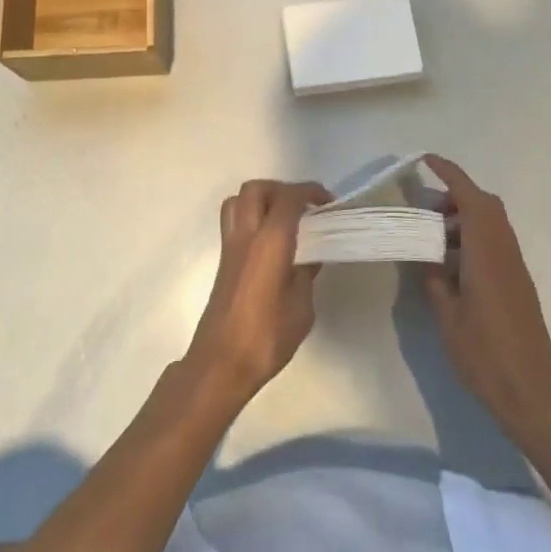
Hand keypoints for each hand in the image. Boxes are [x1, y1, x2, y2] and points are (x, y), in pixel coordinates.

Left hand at [184, 180, 329, 406]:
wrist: (221, 362)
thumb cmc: (266, 337)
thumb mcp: (301, 309)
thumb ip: (306, 274)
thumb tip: (309, 257)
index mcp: (269, 241)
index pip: (288, 198)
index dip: (309, 193)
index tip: (328, 202)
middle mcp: (246, 234)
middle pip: (257, 189)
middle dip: (282, 189)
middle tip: (304, 207)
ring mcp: (230, 245)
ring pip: (240, 200)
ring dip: (263, 199)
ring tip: (285, 218)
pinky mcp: (224, 259)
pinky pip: (234, 220)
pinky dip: (252, 217)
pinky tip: (271, 242)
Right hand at [419, 155, 550, 441]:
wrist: (532, 394)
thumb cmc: (485, 355)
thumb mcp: (447, 317)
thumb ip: (434, 279)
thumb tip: (427, 256)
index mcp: (485, 253)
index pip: (469, 199)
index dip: (450, 174)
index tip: (427, 160)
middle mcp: (504, 252)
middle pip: (485, 205)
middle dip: (456, 194)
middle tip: (426, 208)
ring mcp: (515, 267)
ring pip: (491, 223)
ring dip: (464, 218)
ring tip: (434, 237)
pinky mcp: (518, 283)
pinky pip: (495, 242)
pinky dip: (473, 237)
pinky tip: (452, 263)